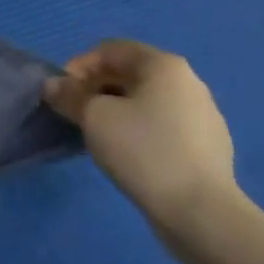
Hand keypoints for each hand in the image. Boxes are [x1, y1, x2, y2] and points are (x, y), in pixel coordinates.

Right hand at [44, 40, 238, 241]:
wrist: (201, 213)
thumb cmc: (143, 150)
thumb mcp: (93, 117)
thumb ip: (69, 95)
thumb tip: (54, 86)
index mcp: (164, 66)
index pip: (111, 49)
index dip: (80, 65)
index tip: (63, 93)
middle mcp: (188, 82)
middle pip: (131, 73)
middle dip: (97, 87)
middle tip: (76, 113)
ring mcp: (203, 116)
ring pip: (148, 101)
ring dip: (118, 109)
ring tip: (99, 135)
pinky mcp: (208, 148)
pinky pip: (164, 126)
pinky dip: (140, 130)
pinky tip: (129, 154)